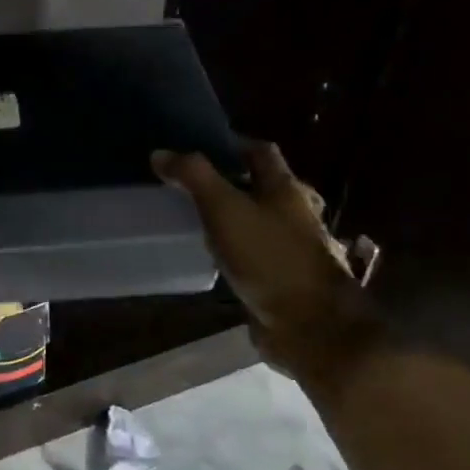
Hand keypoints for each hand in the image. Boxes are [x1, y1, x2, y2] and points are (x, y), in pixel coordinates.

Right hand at [152, 142, 379, 384]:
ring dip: (243, 218)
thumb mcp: (224, 210)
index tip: (202, 147)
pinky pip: (264, 255)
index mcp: (287, 190)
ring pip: (268, 222)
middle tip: (200, 186)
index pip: (262, 152)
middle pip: (269, 187)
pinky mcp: (289, 280)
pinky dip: (245, 251)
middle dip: (239, 183)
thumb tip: (160, 153)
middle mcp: (299, 214)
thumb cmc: (268, 258)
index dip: (234, 145)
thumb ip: (194, 178)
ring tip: (205, 221)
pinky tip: (223, 260)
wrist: (309, 324)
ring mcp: (298, 249)